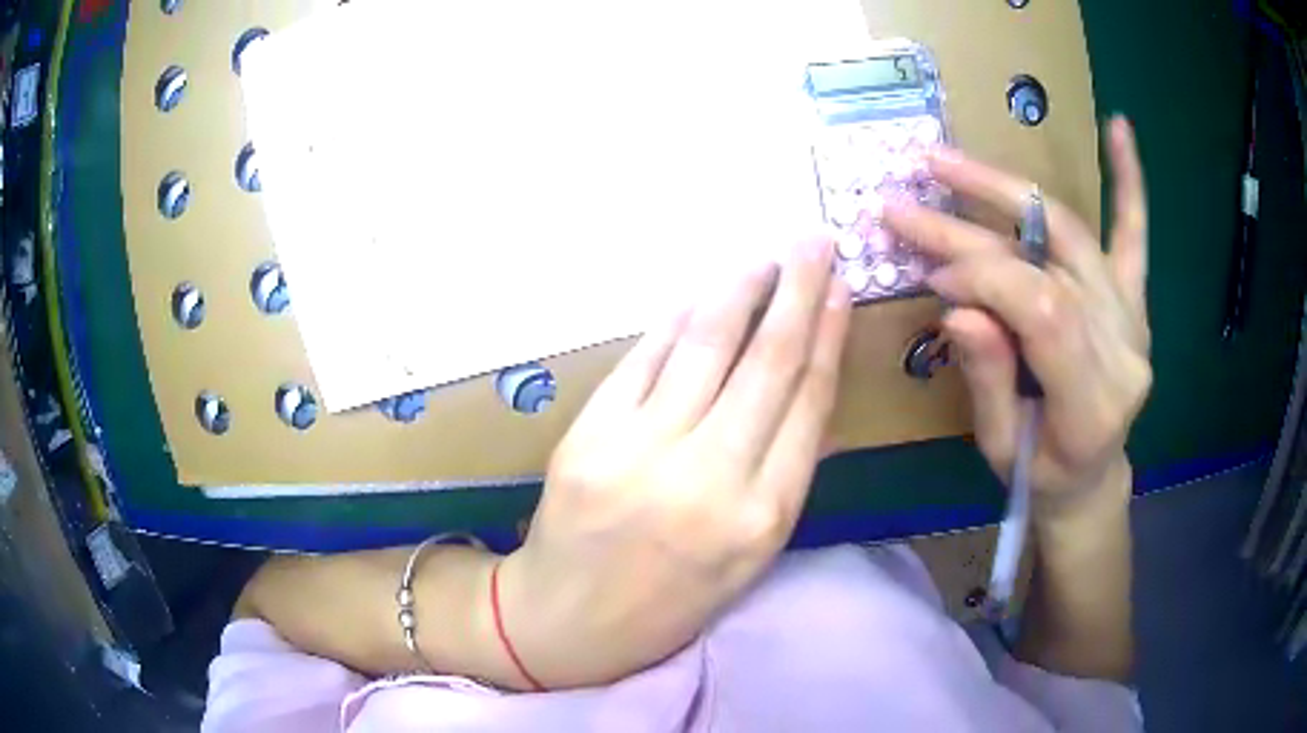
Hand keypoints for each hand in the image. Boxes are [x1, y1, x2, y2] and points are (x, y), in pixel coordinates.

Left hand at [497, 237, 849, 688]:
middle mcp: (709, 479)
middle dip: (796, 289)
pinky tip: (700, 294)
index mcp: (761, 518)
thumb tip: (804, 383)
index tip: (840, 289)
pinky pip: (643, 361)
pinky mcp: (588, 437)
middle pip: (767, 361)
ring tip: (764, 257)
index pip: (809, 402)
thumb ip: (782, 474)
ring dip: (740, 290)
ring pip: (705, 346)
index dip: (827, 334)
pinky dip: (676, 320)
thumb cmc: (669, 602)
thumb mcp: (748, 557)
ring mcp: (640, 453)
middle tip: (813, 240)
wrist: (565, 623)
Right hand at [884, 117, 1150, 516]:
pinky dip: (1129, 182)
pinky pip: (1135, 236)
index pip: (1042, 309)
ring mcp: (1134, 318)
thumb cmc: (1041, 474)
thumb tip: (956, 301)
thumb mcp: (999, 447)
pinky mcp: (1135, 299)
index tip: (930, 271)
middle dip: (976, 220)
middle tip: (914, 189)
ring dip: (1010, 188)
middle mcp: (1124, 349)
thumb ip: (987, 377)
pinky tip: (1119, 127)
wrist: (1091, 476)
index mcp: (1094, 404)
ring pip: (1073, 234)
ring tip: (950, 162)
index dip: (983, 277)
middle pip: (1052, 261)